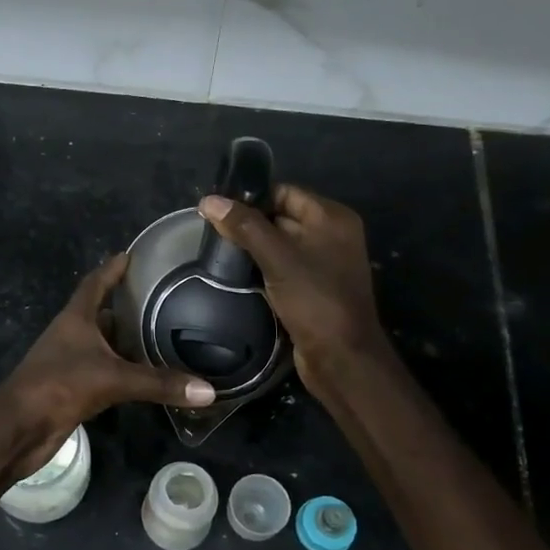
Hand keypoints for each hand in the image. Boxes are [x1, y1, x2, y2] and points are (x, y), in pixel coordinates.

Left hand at [0, 253, 214, 475]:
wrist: (19, 427)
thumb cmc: (59, 386)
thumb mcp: (113, 379)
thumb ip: (158, 383)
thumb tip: (208, 390)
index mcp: (75, 319)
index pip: (95, 283)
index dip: (112, 268)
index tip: (132, 254)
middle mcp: (72, 335)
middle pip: (102, 313)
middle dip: (128, 306)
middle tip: (163, 300)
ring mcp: (70, 362)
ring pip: (103, 344)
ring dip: (127, 341)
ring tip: (163, 335)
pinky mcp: (72, 388)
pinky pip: (103, 371)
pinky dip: (123, 370)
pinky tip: (146, 374)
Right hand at [198, 184, 392, 393]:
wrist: (341, 357)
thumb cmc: (314, 299)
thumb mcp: (277, 258)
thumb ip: (244, 226)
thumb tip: (208, 200)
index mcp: (332, 218)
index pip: (284, 192)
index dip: (251, 198)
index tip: (217, 208)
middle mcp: (331, 235)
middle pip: (281, 217)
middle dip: (249, 224)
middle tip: (210, 231)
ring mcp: (323, 263)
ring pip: (279, 244)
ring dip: (252, 248)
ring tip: (217, 251)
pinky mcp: (313, 288)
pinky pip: (282, 267)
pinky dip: (262, 268)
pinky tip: (236, 274)